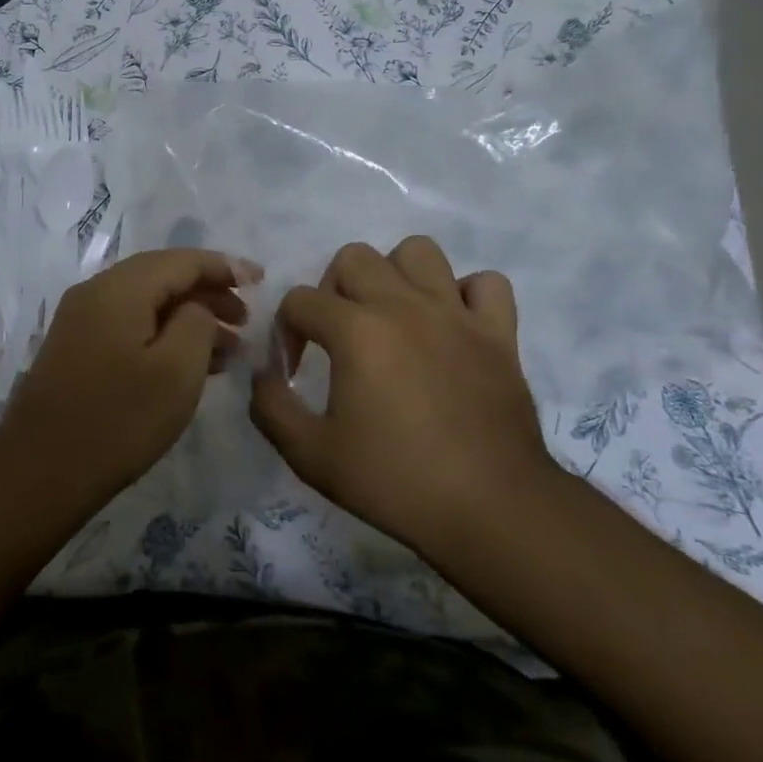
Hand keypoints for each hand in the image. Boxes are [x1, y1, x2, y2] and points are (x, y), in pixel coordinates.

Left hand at [1, 248, 254, 501]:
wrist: (40, 470)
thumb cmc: (118, 419)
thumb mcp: (177, 370)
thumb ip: (198, 322)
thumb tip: (196, 306)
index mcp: (119, 288)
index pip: (181, 260)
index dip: (224, 267)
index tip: (261, 280)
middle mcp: (95, 292)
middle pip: (162, 276)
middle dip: (208, 293)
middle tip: (246, 321)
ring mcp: (81, 320)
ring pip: (146, 303)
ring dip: (188, 317)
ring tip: (228, 348)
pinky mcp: (76, 348)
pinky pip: (129, 325)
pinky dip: (163, 334)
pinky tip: (189, 364)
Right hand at [249, 238, 553, 553]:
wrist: (492, 510)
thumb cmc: (396, 481)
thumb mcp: (311, 456)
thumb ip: (271, 407)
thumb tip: (263, 374)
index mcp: (355, 330)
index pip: (299, 300)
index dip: (286, 332)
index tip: (295, 371)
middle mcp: (402, 305)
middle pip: (353, 258)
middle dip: (332, 290)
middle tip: (338, 335)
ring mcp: (455, 314)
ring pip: (418, 251)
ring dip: (396, 275)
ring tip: (392, 316)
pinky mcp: (499, 332)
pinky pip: (485, 284)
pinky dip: (465, 295)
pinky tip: (451, 326)